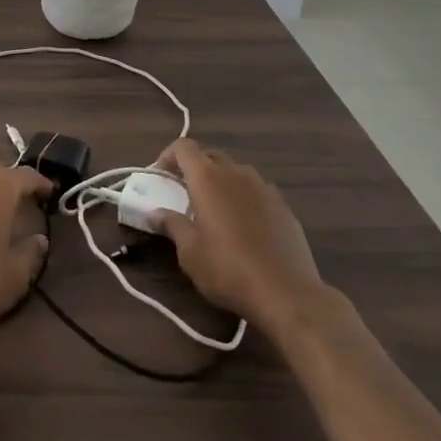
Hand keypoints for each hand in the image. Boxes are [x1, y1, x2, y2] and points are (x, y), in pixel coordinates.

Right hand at [149, 138, 333, 340]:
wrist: (287, 293)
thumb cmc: (228, 269)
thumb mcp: (189, 252)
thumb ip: (171, 225)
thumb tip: (154, 213)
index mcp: (208, 178)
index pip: (183, 147)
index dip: (168, 156)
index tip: (160, 177)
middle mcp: (236, 173)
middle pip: (210, 155)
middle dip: (193, 168)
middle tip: (183, 193)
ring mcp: (264, 187)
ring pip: (235, 171)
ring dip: (220, 181)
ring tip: (214, 210)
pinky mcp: (283, 206)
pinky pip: (256, 190)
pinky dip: (242, 197)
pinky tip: (243, 226)